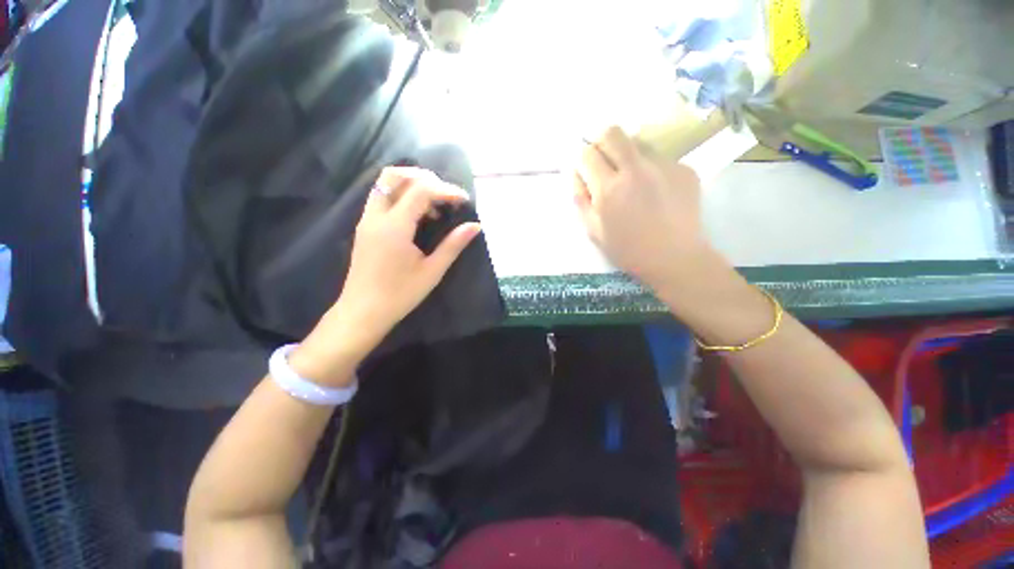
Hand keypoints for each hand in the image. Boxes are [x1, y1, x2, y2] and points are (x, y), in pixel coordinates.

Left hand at [292, 167, 480, 380]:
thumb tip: (475, 226)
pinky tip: (419, 216)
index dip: (446, 190)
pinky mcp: (365, 227)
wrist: (363, 312)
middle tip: (445, 195)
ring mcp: (367, 220)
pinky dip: (402, 196)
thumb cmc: (400, 294)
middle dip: (424, 177)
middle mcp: (376, 216)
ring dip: (411, 185)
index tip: (464, 201)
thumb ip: (453, 245)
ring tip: (435, 205)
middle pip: (394, 175)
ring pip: (385, 185)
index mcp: (394, 226)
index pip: (421, 191)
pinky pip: (382, 198)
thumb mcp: (432, 271)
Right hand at [574, 126, 710, 291]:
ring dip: (627, 155)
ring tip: (632, 179)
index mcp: (609, 188)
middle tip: (603, 160)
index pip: (588, 154)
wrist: (675, 257)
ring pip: (638, 142)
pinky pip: (659, 159)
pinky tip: (655, 192)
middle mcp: (635, 169)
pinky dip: (650, 169)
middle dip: (601, 141)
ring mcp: (663, 166)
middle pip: (613, 133)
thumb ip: (580, 200)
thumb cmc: (628, 249)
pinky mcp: (684, 169)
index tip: (585, 168)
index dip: (582, 158)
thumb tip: (576, 175)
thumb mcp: (594, 231)